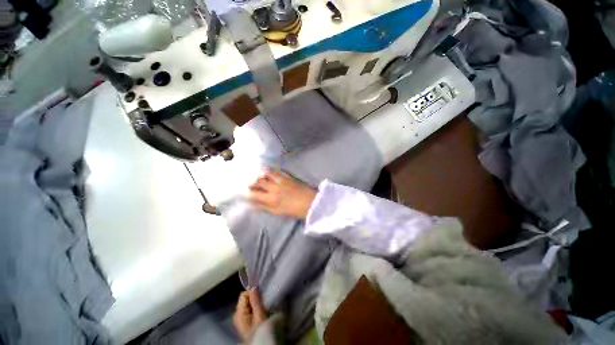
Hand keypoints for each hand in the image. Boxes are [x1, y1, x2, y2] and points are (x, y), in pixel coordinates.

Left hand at [234, 288, 267, 341]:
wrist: (260, 344)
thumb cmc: (259, 331)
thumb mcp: (259, 315)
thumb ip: (255, 301)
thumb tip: (253, 287)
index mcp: (239, 313)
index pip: (243, 294)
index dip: (253, 294)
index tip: (261, 298)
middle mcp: (237, 314)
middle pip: (246, 299)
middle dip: (256, 299)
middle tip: (263, 306)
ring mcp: (240, 318)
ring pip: (249, 303)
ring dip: (257, 304)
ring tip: (263, 311)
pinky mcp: (244, 321)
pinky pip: (250, 309)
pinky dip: (256, 309)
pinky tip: (261, 315)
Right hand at [247, 170, 316, 218]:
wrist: (311, 202)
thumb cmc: (295, 210)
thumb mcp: (278, 212)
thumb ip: (265, 208)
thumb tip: (254, 205)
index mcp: (271, 199)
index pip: (255, 195)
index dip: (249, 194)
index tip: (246, 194)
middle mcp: (273, 188)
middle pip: (258, 183)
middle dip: (252, 183)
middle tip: (249, 184)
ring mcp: (280, 181)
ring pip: (265, 175)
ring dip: (259, 175)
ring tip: (257, 177)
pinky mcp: (287, 176)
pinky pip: (275, 171)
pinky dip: (269, 171)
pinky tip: (266, 171)